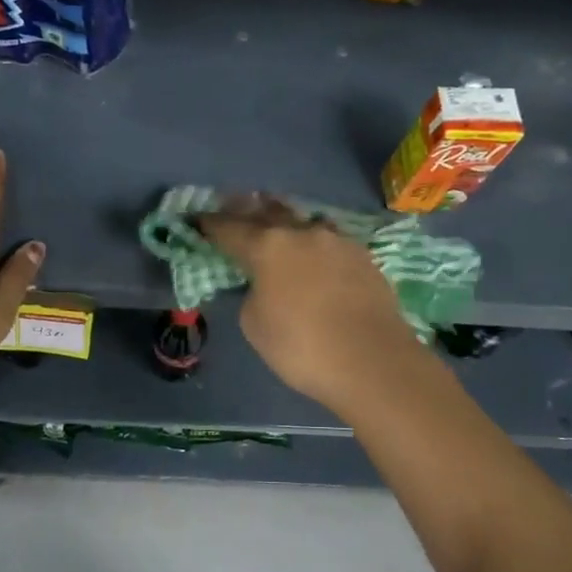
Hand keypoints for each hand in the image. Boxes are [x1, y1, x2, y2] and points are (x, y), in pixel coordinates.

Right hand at [196, 195, 425, 412]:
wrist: (374, 362)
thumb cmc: (302, 347)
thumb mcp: (255, 324)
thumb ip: (253, 293)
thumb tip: (266, 285)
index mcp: (268, 245)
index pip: (229, 228)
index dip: (210, 224)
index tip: (197, 221)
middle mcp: (302, 232)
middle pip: (268, 211)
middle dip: (247, 210)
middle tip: (234, 209)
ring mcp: (337, 241)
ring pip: (303, 222)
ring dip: (285, 223)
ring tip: (277, 228)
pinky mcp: (364, 256)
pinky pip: (328, 242)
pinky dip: (313, 245)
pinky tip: (313, 256)